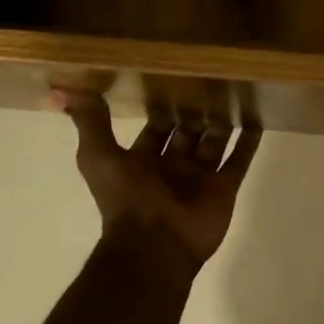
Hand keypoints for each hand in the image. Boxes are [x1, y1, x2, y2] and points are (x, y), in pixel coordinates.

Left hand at [57, 92, 262, 270]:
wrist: (154, 244)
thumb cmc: (126, 198)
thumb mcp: (98, 155)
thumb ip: (90, 122)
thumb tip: (65, 89)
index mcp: (142, 161)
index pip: (155, 128)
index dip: (162, 108)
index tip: (173, 79)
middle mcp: (172, 167)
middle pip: (187, 134)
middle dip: (196, 112)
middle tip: (211, 80)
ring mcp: (200, 178)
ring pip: (214, 144)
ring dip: (223, 123)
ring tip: (236, 93)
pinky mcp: (224, 188)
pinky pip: (239, 161)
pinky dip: (248, 142)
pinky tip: (257, 120)